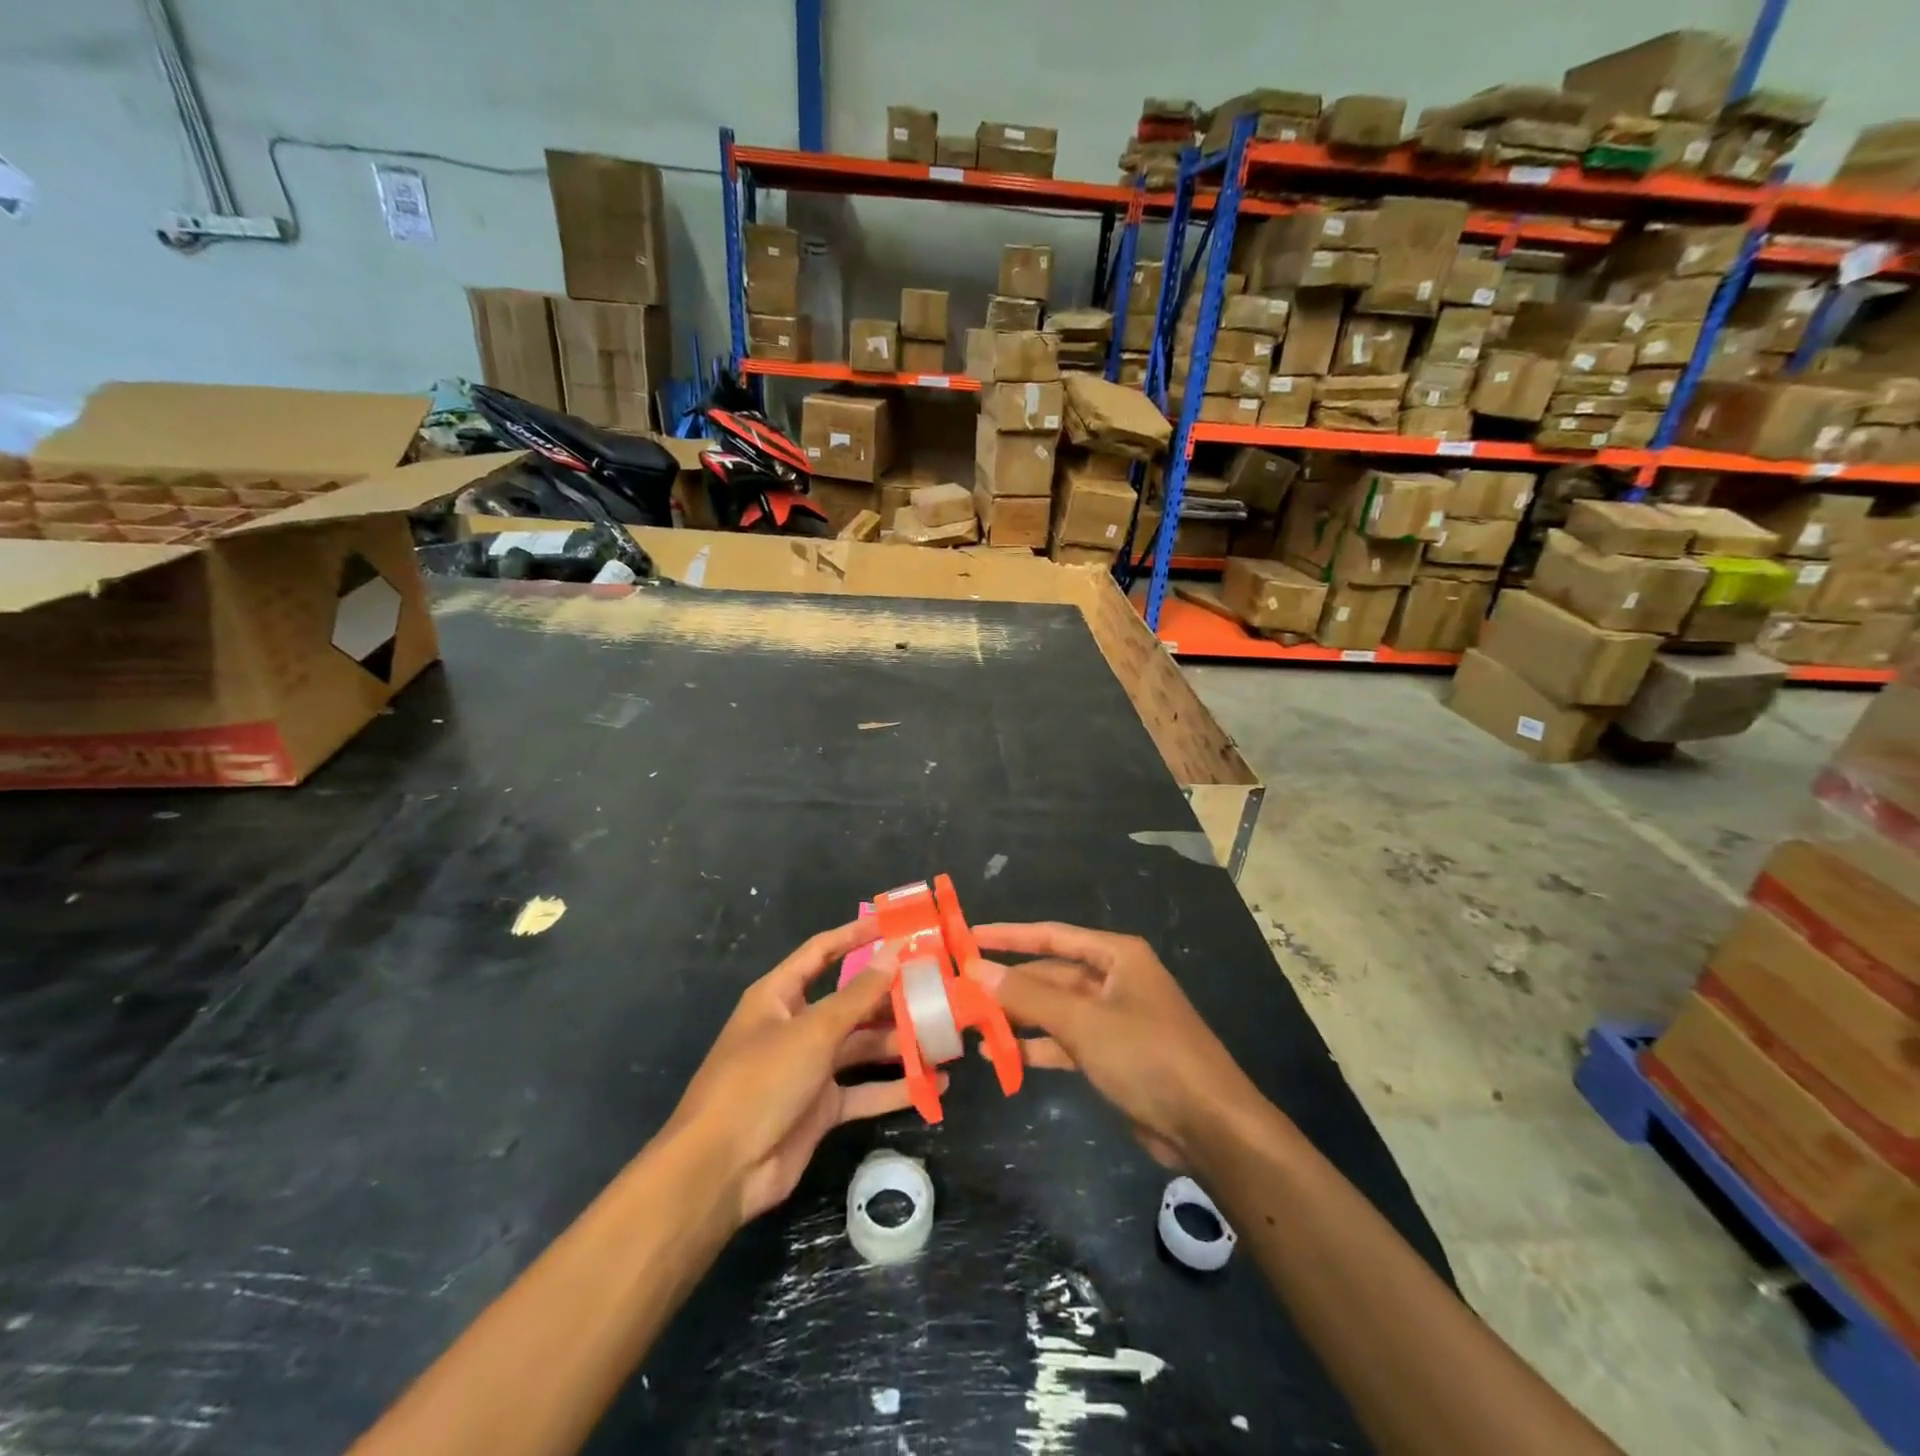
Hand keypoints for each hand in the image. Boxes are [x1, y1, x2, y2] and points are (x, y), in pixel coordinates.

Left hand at [666, 920, 937, 1226]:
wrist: (722, 1169)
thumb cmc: (761, 1081)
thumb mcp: (812, 1031)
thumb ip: (857, 995)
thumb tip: (893, 955)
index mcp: (780, 996)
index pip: (822, 952)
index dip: (855, 935)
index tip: (895, 925)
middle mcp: (796, 1026)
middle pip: (850, 1001)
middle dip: (889, 995)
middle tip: (936, 984)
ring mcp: (810, 1068)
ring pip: (862, 1046)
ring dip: (900, 1042)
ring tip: (945, 1034)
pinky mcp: (822, 1107)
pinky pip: (865, 1090)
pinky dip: (896, 1088)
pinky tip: (934, 1085)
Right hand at [968, 922, 1260, 1169]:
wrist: (1208, 1125)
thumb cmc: (1147, 1055)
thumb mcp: (1083, 1021)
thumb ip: (1028, 996)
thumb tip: (976, 969)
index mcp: (1116, 956)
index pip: (1052, 935)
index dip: (1009, 936)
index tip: (969, 936)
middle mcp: (1114, 979)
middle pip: (1051, 974)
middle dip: (1010, 984)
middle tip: (962, 990)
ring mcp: (1114, 1018)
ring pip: (1055, 1009)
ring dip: (1019, 1017)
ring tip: (973, 1025)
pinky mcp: (1113, 1054)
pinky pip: (1066, 1041)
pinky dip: (1037, 1047)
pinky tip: (1003, 1056)